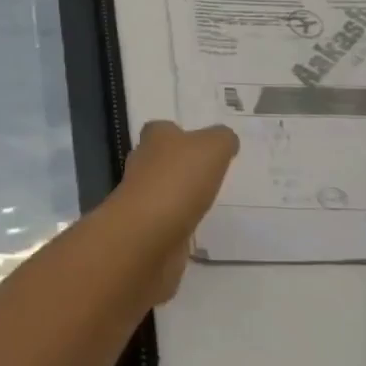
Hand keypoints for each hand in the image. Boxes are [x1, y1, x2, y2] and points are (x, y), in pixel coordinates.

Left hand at [112, 120, 238, 302]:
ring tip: (206, 201)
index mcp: (154, 138)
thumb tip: (226, 140)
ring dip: (179, 196)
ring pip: (162, 190)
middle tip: (208, 173)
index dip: (180, 134)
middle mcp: (142, 164)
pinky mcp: (144, 229)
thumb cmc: (179, 181)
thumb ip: (222, 139)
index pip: (163, 129)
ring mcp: (140, 199)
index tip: (201, 146)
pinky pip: (164, 220)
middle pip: (160, 159)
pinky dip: (177, 222)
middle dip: (180, 165)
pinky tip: (194, 227)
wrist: (148, 236)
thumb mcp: (213, 148)